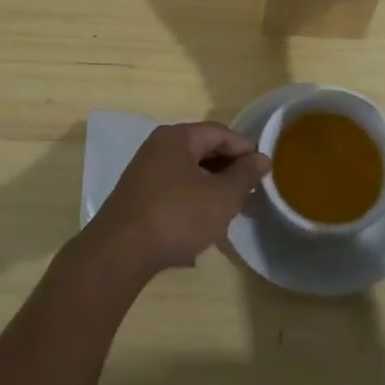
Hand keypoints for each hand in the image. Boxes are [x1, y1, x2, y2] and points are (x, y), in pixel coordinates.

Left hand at [82, 122, 270, 280]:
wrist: (120, 252)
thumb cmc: (177, 216)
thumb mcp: (221, 197)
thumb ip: (244, 175)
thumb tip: (262, 158)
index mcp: (177, 137)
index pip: (219, 132)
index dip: (245, 149)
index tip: (264, 170)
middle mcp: (158, 147)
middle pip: (202, 149)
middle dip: (228, 169)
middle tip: (250, 191)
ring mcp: (144, 172)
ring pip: (188, 171)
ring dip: (212, 186)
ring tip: (231, 208)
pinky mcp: (138, 196)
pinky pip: (174, 188)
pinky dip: (193, 199)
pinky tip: (203, 222)